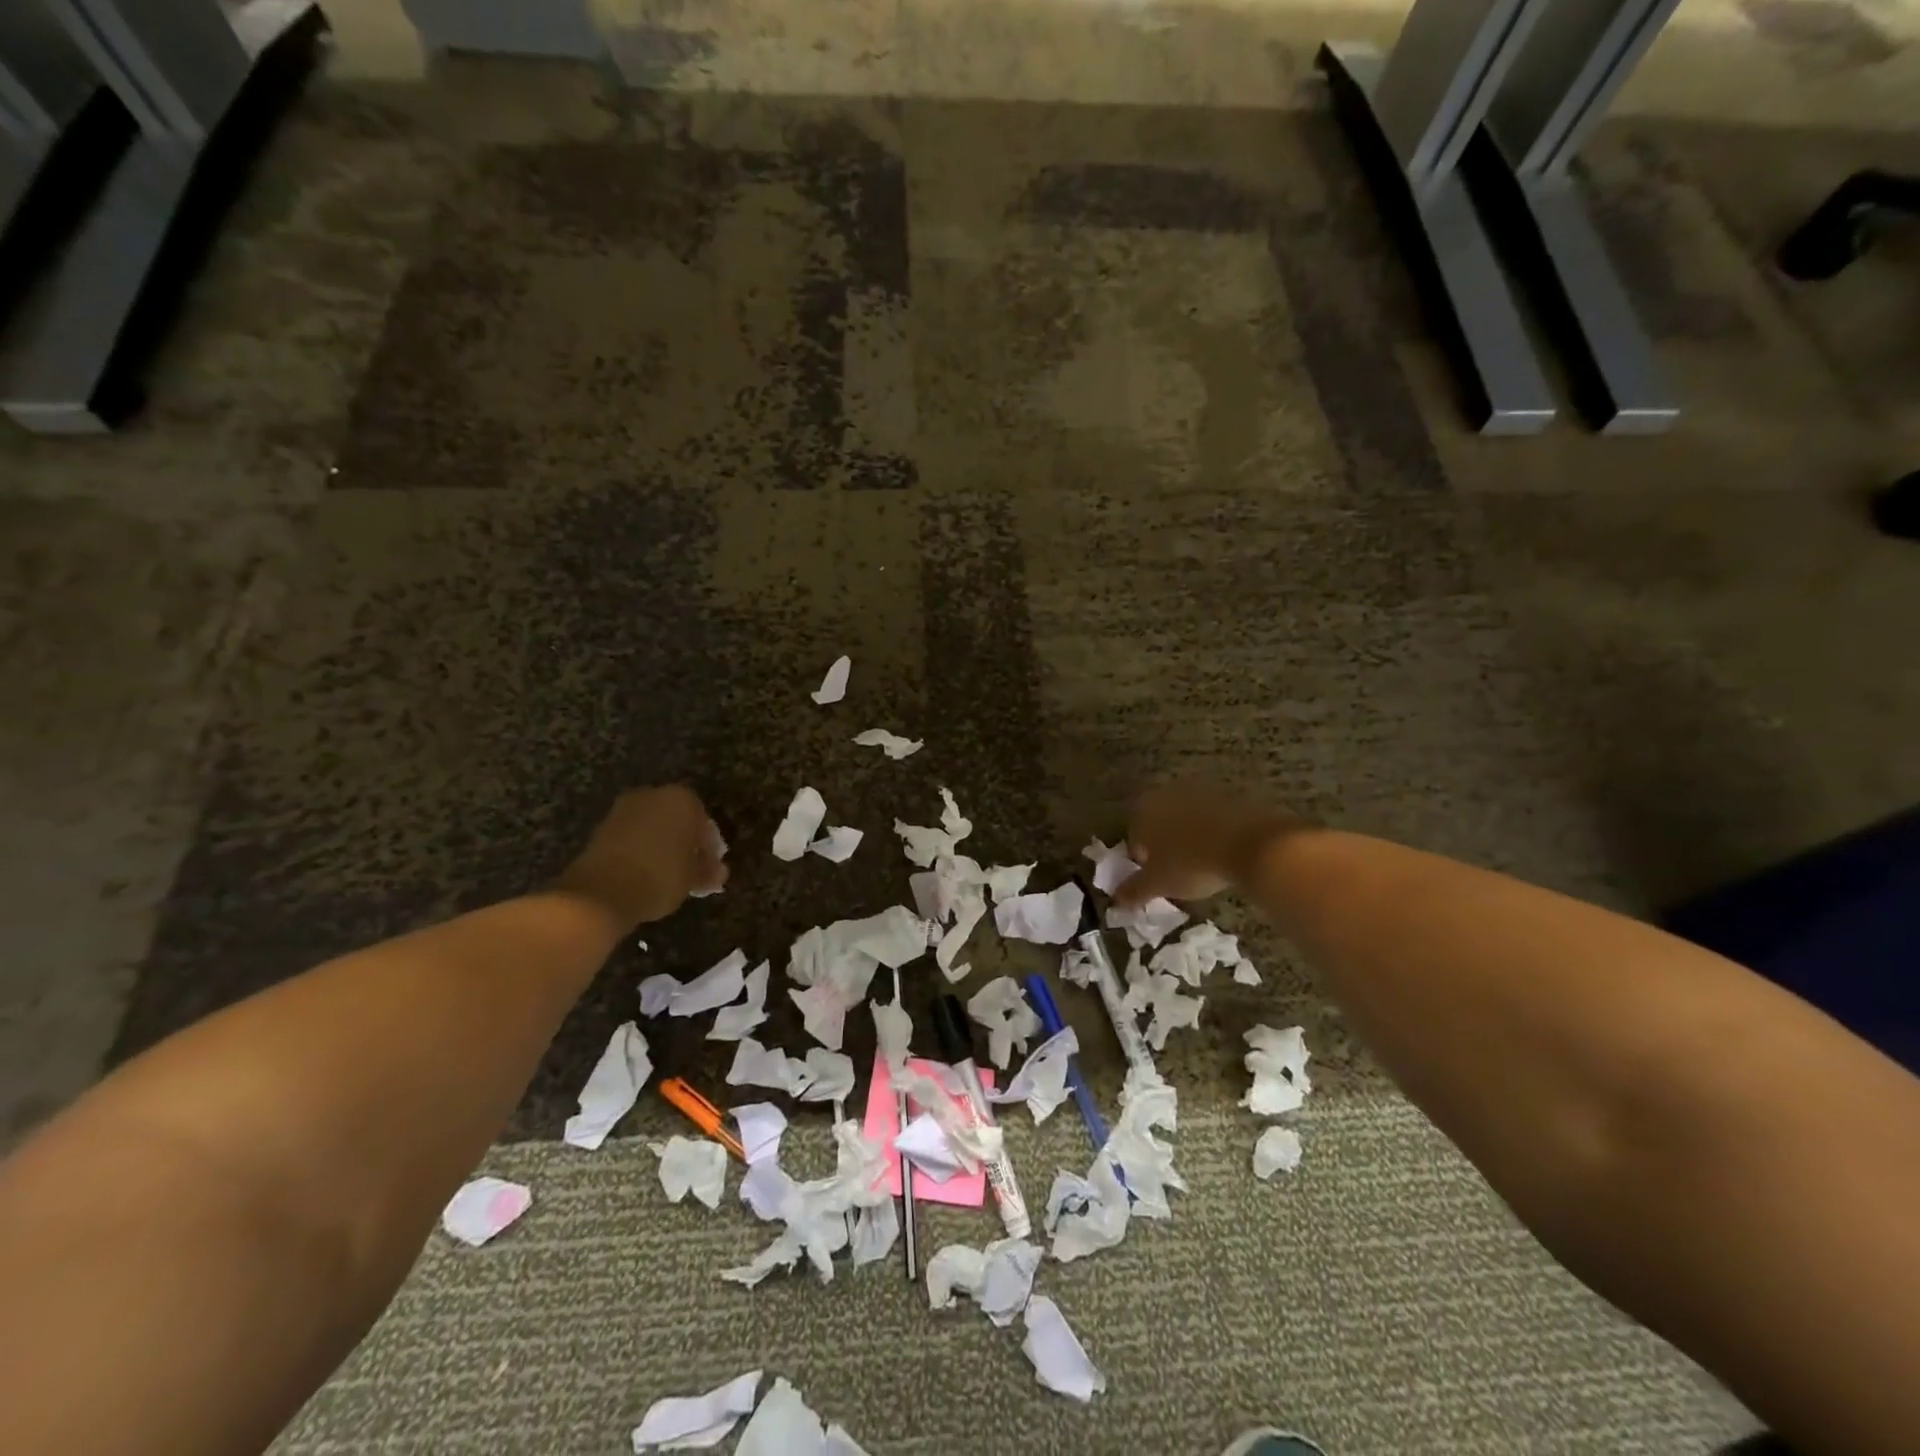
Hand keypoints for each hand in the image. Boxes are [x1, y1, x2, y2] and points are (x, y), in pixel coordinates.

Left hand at [553, 786, 726, 928]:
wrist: (603, 891)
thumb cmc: (661, 877)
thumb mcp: (693, 878)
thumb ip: (707, 871)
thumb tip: (717, 873)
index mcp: (683, 799)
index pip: (704, 823)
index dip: (709, 848)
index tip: (710, 869)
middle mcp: (653, 795)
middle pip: (677, 820)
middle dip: (684, 843)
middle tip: (690, 871)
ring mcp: (624, 809)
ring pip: (653, 827)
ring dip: (662, 846)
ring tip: (667, 876)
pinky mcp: (602, 827)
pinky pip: (632, 837)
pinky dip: (641, 850)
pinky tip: (645, 873)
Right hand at [1114, 782, 1295, 905]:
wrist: (1251, 845)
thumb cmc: (1192, 863)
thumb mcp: (1158, 883)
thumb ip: (1133, 891)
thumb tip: (1116, 901)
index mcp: (1144, 809)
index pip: (1134, 838)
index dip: (1142, 862)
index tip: (1156, 880)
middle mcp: (1168, 793)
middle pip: (1160, 825)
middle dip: (1165, 847)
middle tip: (1177, 873)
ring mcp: (1201, 791)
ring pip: (1186, 820)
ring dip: (1189, 839)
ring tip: (1202, 865)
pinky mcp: (1230, 796)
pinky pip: (1212, 819)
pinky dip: (1213, 834)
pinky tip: (1222, 854)